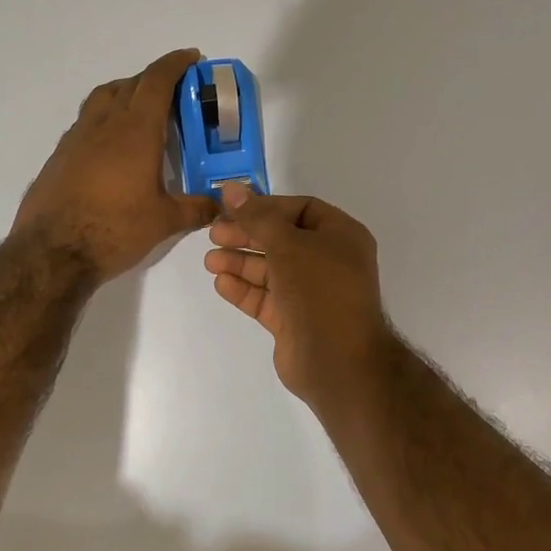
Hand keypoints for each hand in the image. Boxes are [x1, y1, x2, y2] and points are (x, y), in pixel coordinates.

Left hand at [13, 48, 217, 282]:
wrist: (51, 251)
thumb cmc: (114, 229)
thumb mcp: (164, 221)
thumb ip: (196, 208)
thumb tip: (221, 205)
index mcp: (135, 130)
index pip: (156, 81)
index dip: (175, 64)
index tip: (191, 57)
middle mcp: (104, 124)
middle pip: (130, 84)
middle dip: (154, 79)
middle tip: (174, 91)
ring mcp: (76, 137)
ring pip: (103, 98)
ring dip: (125, 92)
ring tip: (141, 109)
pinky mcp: (59, 155)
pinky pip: (86, 122)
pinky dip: (104, 118)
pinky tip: (112, 146)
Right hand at [204, 183, 395, 408]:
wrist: (338, 361)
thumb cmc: (319, 290)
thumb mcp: (288, 244)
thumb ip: (256, 217)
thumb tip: (231, 188)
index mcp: (341, 236)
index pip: (300, 209)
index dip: (266, 207)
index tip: (233, 209)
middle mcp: (329, 261)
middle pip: (281, 239)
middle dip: (246, 235)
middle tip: (213, 233)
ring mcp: (311, 293)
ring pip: (271, 270)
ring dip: (240, 263)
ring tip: (210, 260)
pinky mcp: (294, 320)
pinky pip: (266, 298)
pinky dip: (244, 289)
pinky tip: (221, 283)